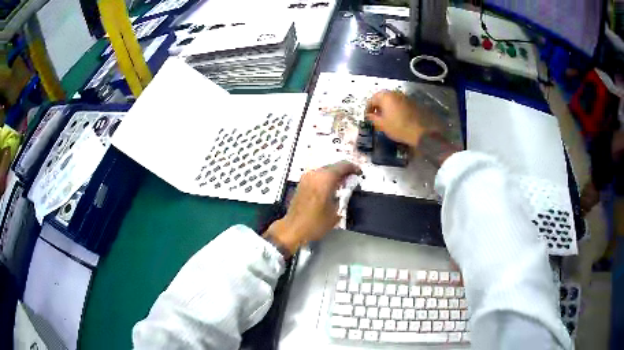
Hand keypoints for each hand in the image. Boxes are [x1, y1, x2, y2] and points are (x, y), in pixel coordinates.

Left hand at [264, 161, 360, 254]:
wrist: (293, 228)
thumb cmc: (315, 222)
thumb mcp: (336, 211)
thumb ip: (345, 195)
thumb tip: (348, 188)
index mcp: (325, 178)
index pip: (343, 165)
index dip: (353, 168)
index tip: (359, 173)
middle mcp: (315, 174)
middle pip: (333, 166)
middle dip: (344, 172)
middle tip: (352, 179)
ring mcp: (306, 177)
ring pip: (325, 170)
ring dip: (334, 175)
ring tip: (342, 185)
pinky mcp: (301, 183)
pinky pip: (317, 176)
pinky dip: (325, 179)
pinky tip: (330, 188)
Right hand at [365, 90, 439, 146]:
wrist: (421, 131)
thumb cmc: (398, 127)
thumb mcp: (382, 125)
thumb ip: (373, 118)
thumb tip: (369, 115)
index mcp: (385, 97)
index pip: (372, 99)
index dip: (368, 108)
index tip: (368, 117)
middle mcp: (395, 93)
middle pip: (382, 97)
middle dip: (378, 106)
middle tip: (376, 116)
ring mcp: (405, 97)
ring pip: (392, 100)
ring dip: (387, 107)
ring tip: (387, 118)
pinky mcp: (412, 102)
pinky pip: (400, 103)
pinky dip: (396, 108)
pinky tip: (397, 118)